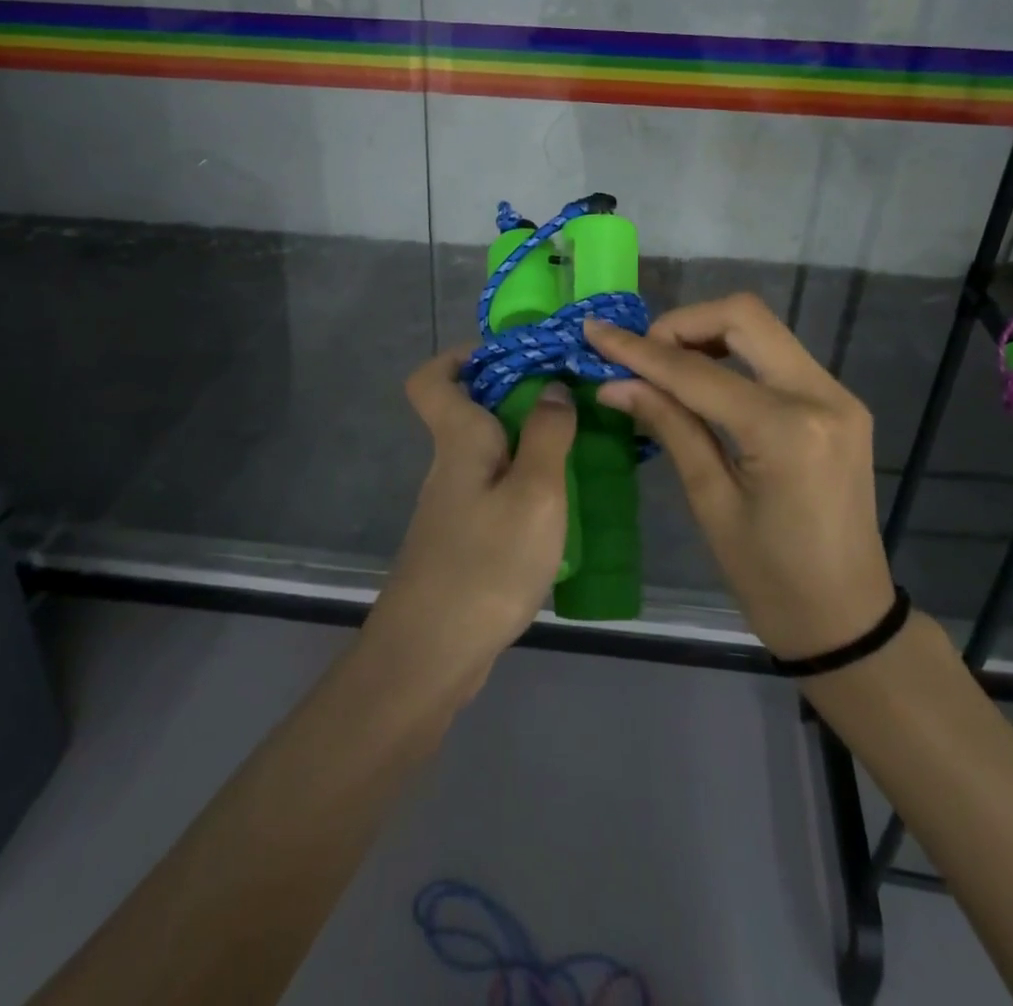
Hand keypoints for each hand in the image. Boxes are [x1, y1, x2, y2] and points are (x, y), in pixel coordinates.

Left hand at [365, 348, 576, 701]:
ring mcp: (453, 506)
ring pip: (487, 454)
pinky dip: (524, 484)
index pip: (432, 379)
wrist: (432, 655)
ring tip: (580, 449)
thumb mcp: (534, 493)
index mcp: (458, 440)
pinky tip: (560, 505)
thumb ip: (546, 435)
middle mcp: (449, 465)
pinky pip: (495, 491)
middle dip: (517, 398)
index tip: (511, 356)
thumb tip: (551, 387)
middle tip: (571, 402)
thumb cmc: (486, 563)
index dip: (460, 357)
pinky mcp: (463, 540)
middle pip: (469, 412)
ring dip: (527, 443)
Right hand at [586, 295, 894, 660]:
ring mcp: (838, 395)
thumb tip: (614, 383)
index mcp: (786, 430)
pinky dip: (733, 356)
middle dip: (681, 324)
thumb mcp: (710, 502)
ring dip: (707, 334)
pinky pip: (777, 356)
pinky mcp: (839, 403)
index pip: (697, 370)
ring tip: (664, 367)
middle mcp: (821, 395)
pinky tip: (703, 381)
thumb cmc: (770, 579)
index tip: (595, 331)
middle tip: (641, 356)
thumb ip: (669, 426)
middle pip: (744, 316)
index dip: (639, 350)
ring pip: (762, 329)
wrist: (848, 619)